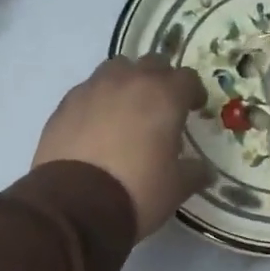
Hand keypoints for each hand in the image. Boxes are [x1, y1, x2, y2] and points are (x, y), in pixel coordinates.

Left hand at [33, 57, 211, 237]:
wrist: (74, 206)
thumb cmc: (137, 191)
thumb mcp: (176, 188)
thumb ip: (194, 172)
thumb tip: (204, 170)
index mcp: (163, 96)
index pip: (187, 78)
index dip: (194, 92)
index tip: (194, 109)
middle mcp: (128, 82)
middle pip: (151, 64)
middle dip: (161, 81)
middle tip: (162, 108)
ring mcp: (92, 89)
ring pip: (116, 69)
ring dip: (127, 82)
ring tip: (128, 111)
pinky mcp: (64, 104)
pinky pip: (88, 90)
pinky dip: (99, 101)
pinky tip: (98, 126)